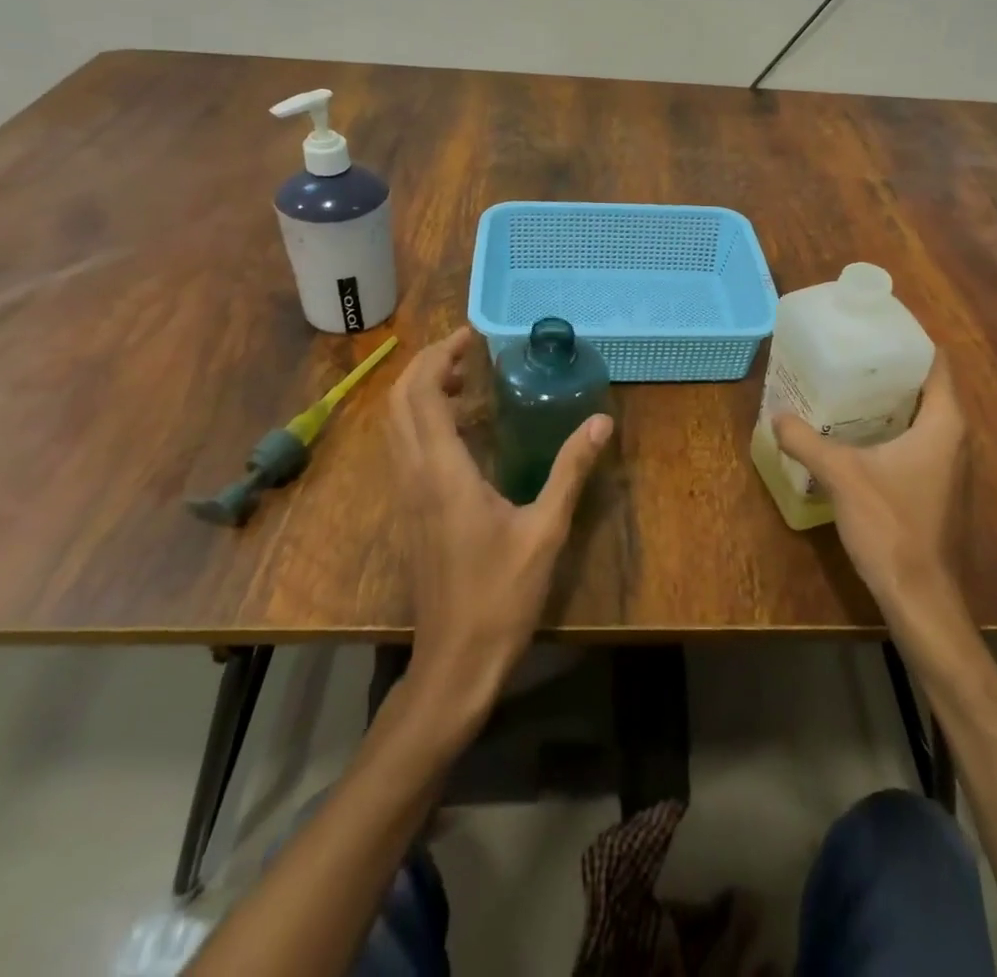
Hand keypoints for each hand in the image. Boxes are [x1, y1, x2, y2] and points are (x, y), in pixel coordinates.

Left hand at [387, 327, 611, 715]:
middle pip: (399, 401)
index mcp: (442, 472)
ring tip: (465, 381)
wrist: (455, 660)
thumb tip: (600, 422)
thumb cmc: (501, 595)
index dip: (441, 356)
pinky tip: (459, 430)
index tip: (472, 336)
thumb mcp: (546, 530)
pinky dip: (421, 420)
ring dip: (421, 391)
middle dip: (427, 366)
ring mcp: (406, 495)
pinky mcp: (409, 512)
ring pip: (395, 425)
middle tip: (468, 352)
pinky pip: (403, 448)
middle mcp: (414, 475)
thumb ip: (571, 471)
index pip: (423, 394)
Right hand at [774, 355, 970, 627]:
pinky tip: (858, 436)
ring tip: (847, 389)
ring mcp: (952, 467)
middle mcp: (956, 439)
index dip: (908, 341)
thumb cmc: (890, 525)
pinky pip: (919, 443)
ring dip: (890, 402)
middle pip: (927, 388)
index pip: (935, 363)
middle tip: (848, 356)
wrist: (921, 597)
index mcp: (944, 423)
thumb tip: (777, 416)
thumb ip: (806, 440)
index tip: (872, 328)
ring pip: (923, 418)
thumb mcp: (841, 475)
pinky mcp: (941, 489)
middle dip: (889, 370)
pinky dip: (893, 430)